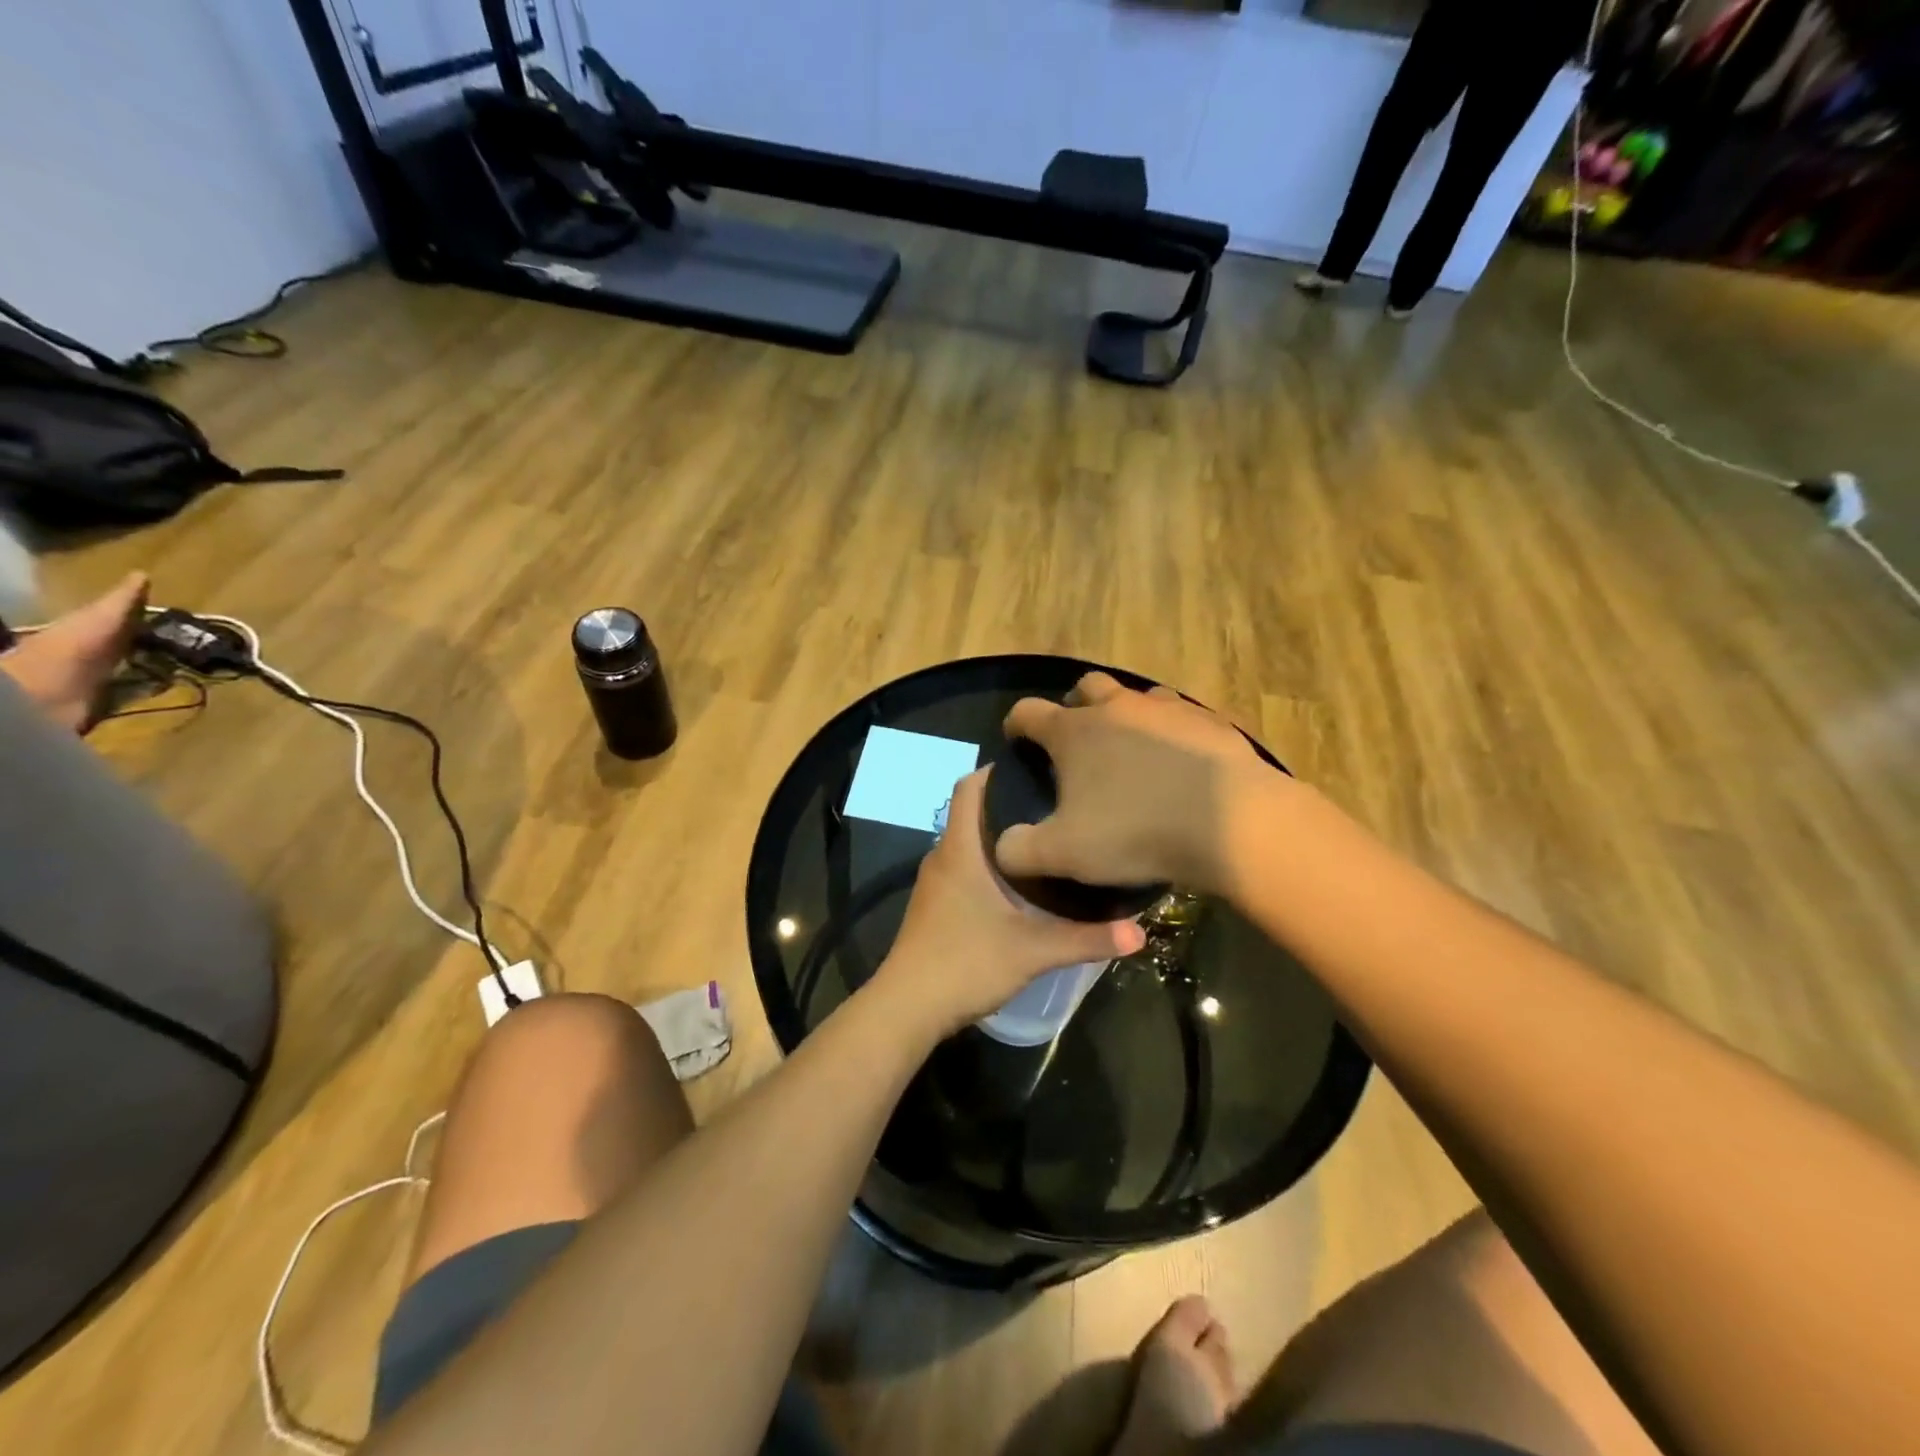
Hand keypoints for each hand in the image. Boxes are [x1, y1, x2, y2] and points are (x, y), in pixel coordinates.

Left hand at [877, 769, 1146, 1039]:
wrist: (907, 1008)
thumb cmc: (966, 963)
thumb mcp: (1033, 951)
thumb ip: (1086, 939)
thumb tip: (1140, 933)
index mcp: (959, 850)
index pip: (968, 788)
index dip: (995, 771)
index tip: (1034, 767)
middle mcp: (942, 857)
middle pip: (971, 814)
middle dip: (1008, 805)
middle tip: (1055, 806)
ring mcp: (934, 883)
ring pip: (967, 845)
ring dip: (998, 838)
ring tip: (1045, 841)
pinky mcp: (934, 907)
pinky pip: (962, 869)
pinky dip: (987, 865)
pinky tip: (1018, 885)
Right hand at [995, 672, 1272, 896]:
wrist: (1231, 823)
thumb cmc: (1135, 832)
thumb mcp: (1063, 853)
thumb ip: (1020, 850)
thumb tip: (1003, 847)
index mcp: (1074, 732)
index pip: (1028, 712)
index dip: (1016, 724)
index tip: (1016, 739)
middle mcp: (1118, 708)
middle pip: (1086, 686)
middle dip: (1074, 704)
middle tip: (1076, 737)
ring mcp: (1168, 709)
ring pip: (1138, 695)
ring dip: (1126, 713)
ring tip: (1130, 747)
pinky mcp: (1210, 722)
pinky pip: (1183, 716)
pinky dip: (1172, 731)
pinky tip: (1180, 760)